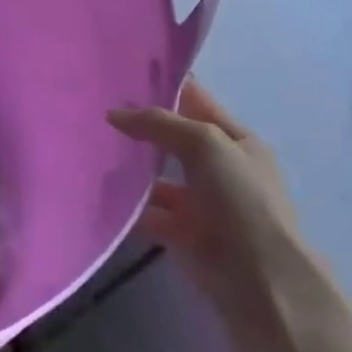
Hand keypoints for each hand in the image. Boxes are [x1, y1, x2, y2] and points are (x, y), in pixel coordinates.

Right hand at [108, 80, 297, 274]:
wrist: (259, 277)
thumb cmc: (240, 198)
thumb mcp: (205, 143)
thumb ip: (159, 123)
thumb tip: (114, 114)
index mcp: (238, 140)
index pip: (197, 103)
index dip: (166, 87)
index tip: (124, 75)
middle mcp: (222, 169)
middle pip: (175, 140)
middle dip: (143, 129)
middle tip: (98, 113)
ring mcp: (204, 203)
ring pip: (160, 178)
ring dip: (134, 171)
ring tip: (93, 154)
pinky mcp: (186, 234)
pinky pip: (151, 214)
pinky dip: (132, 208)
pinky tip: (105, 197)